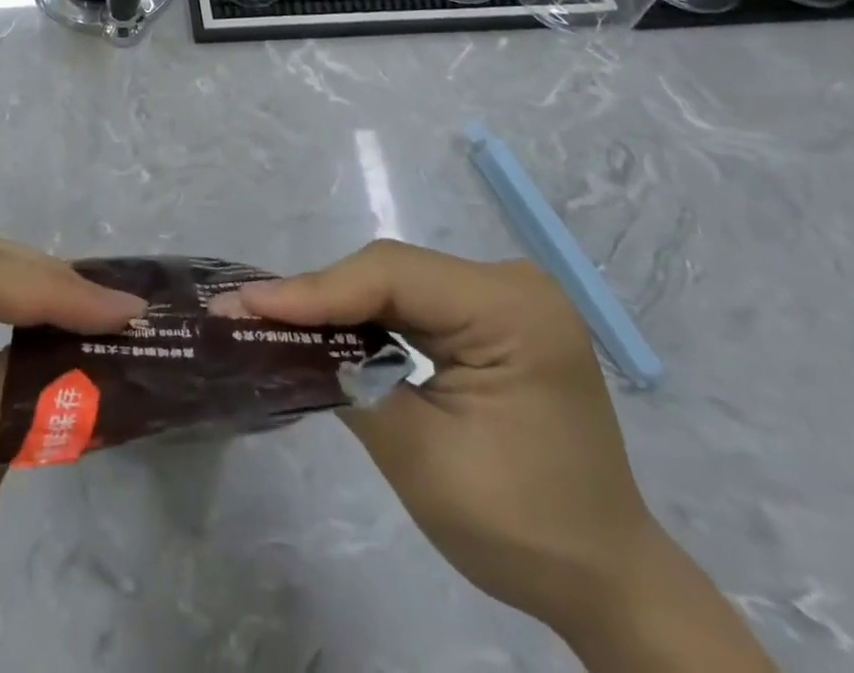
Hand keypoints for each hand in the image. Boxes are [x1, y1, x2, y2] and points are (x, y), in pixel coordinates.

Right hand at [217, 242, 774, 672]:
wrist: (607, 581)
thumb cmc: (522, 528)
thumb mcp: (422, 458)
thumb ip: (349, 381)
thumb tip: (282, 337)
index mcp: (511, 309)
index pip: (392, 276)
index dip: (314, 289)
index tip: (246, 304)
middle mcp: (511, 284)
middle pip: (392, 271)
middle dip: (320, 295)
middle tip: (248, 309)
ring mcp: (505, 297)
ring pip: (397, 281)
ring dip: (338, 302)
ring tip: (274, 315)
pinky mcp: (494, 318)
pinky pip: (416, 302)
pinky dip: (369, 316)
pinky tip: (330, 328)